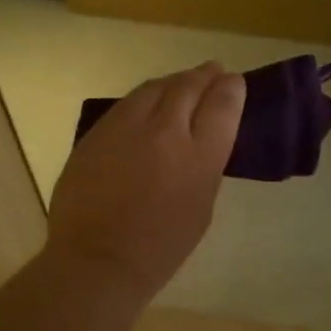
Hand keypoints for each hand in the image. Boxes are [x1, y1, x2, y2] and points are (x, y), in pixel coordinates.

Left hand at [47, 62, 245, 302]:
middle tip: (213, 71)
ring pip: (154, 87)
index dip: (231, 88)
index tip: (233, 83)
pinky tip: (148, 103)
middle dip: (205, 75)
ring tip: (182, 81)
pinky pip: (127, 104)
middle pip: (189, 85)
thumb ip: (206, 163)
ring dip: (174, 81)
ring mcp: (126, 127)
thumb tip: (203, 136)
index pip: (223, 103)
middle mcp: (165, 130)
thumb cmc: (161, 246)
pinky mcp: (97, 132)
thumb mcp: (202, 205)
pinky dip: (145, 98)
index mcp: (199, 155)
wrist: (97, 260)